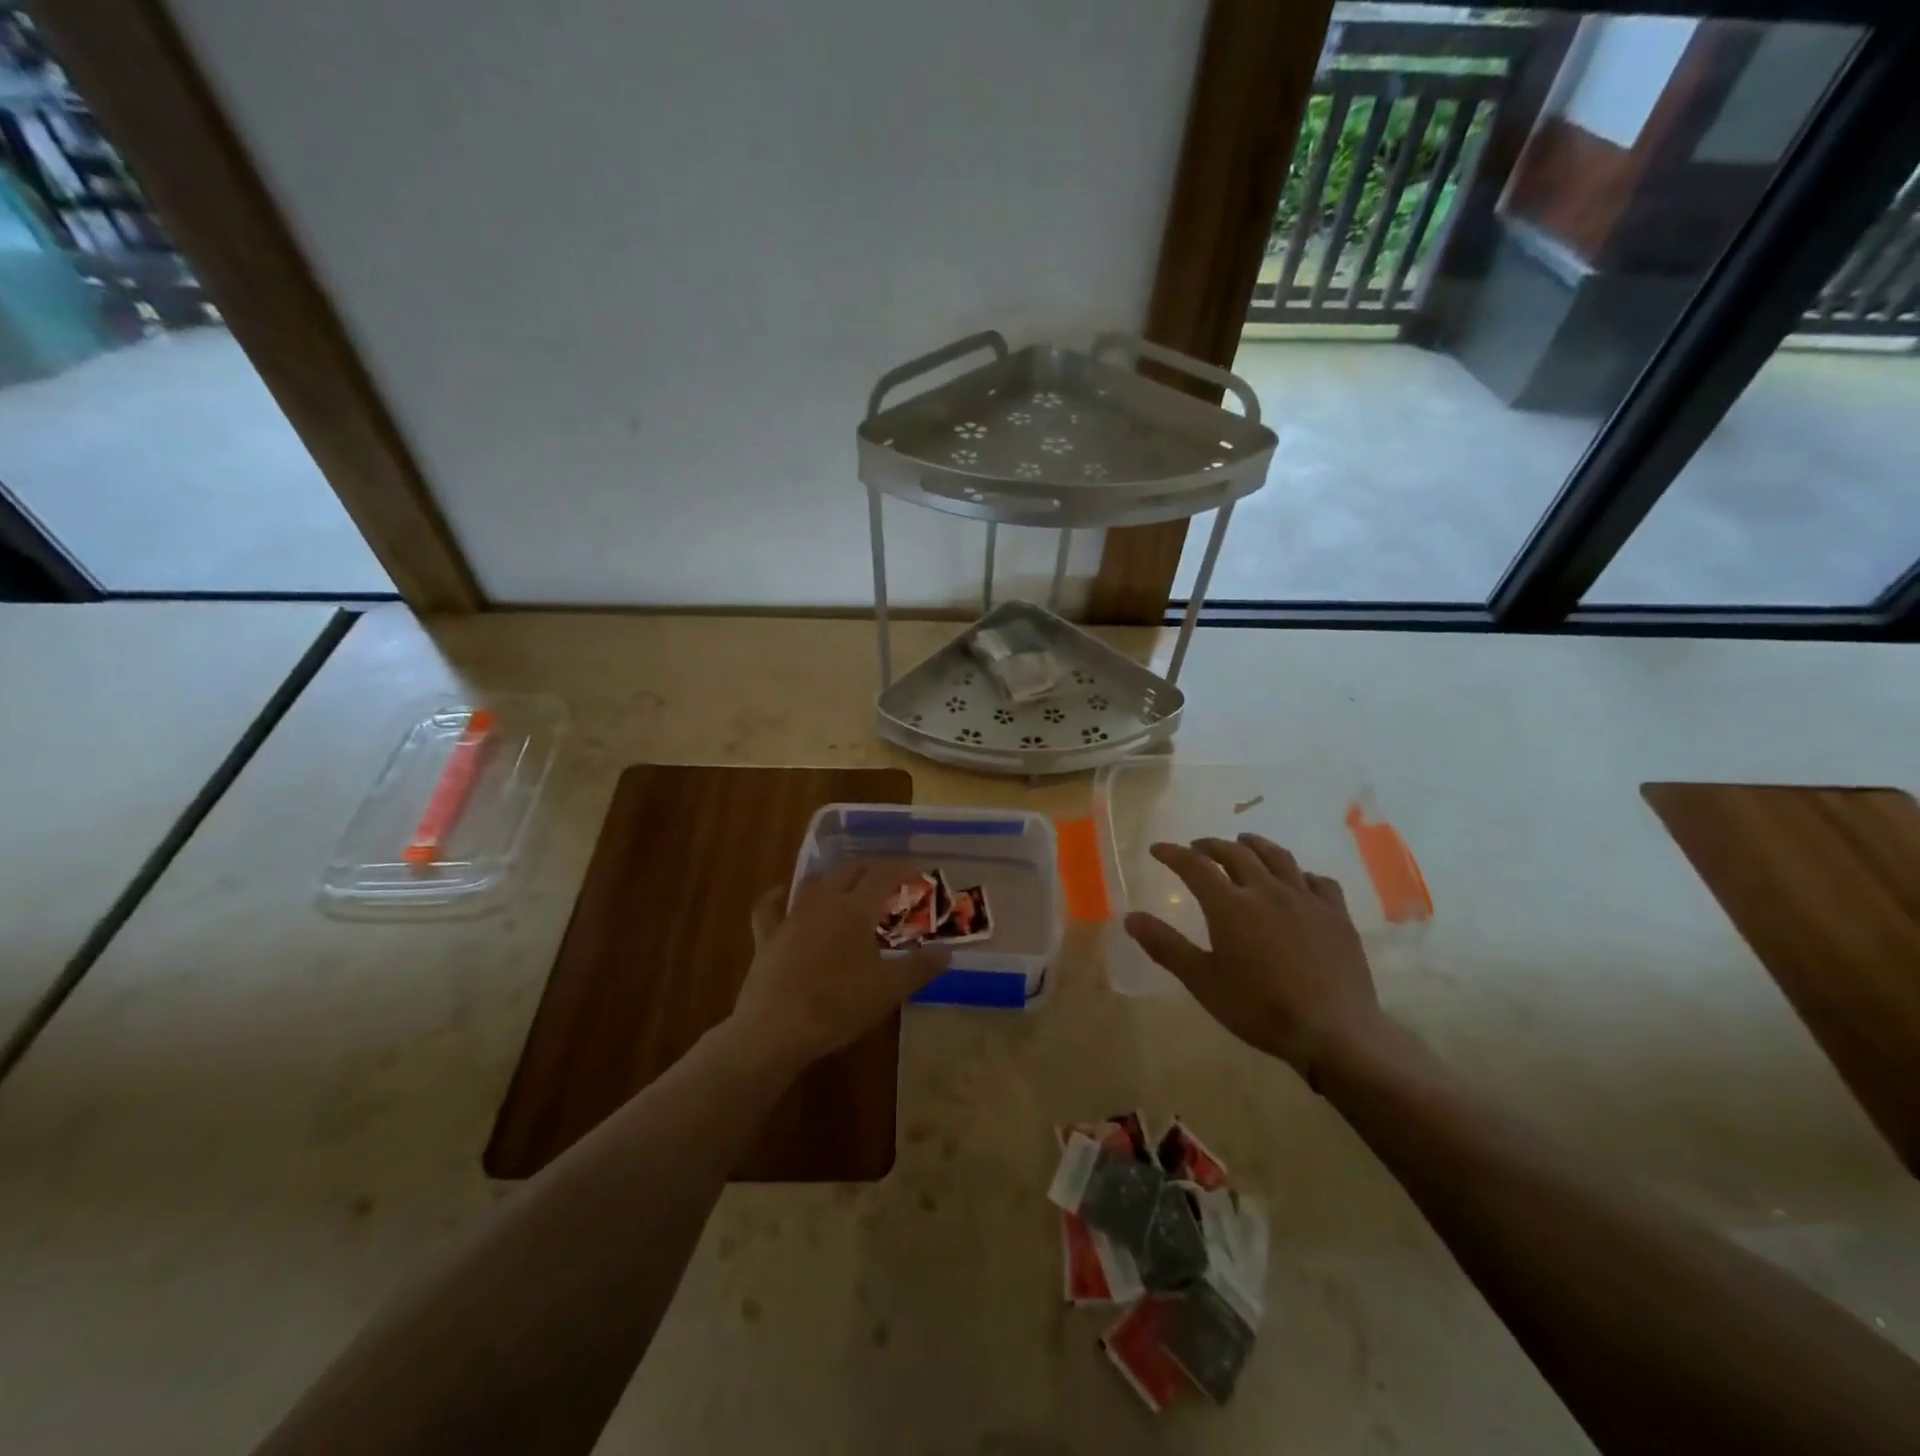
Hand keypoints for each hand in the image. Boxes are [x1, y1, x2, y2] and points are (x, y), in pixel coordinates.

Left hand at [732, 863, 949, 1069]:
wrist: (776, 1030)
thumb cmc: (839, 1006)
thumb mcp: (889, 990)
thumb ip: (920, 968)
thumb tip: (947, 952)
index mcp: (856, 909)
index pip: (883, 874)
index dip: (902, 869)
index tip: (917, 873)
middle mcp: (824, 902)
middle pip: (849, 870)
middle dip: (871, 869)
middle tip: (888, 881)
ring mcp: (791, 916)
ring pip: (814, 882)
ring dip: (834, 878)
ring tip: (847, 886)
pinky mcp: (767, 936)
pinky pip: (769, 907)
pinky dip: (777, 896)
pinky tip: (782, 893)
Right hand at [1125, 834, 1381, 1075]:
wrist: (1334, 1031)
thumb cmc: (1260, 1008)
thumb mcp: (1202, 981)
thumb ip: (1165, 946)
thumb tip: (1130, 917)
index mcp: (1230, 905)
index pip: (1195, 866)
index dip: (1173, 854)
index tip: (1158, 849)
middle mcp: (1267, 890)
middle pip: (1236, 853)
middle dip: (1212, 846)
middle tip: (1198, 847)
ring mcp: (1306, 899)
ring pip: (1278, 857)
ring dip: (1255, 846)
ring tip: (1244, 843)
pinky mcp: (1336, 914)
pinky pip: (1318, 880)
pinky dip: (1299, 873)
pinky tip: (1297, 881)